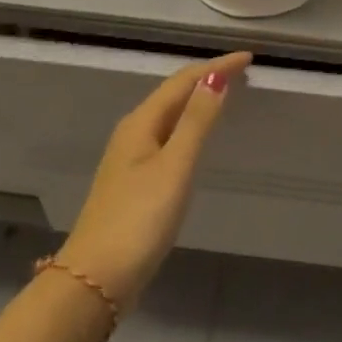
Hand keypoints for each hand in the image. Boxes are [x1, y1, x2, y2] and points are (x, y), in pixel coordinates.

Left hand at [56, 52, 249, 306]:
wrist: (94, 283)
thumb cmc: (139, 220)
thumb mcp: (175, 167)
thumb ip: (197, 121)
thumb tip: (216, 77)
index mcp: (141, 123)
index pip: (183, 81)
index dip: (215, 67)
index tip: (248, 58)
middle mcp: (132, 133)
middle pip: (173, 93)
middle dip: (206, 78)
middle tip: (240, 72)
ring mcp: (130, 159)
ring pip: (169, 115)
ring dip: (196, 101)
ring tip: (224, 95)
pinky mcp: (133, 182)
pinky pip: (167, 136)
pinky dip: (188, 125)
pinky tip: (196, 138)